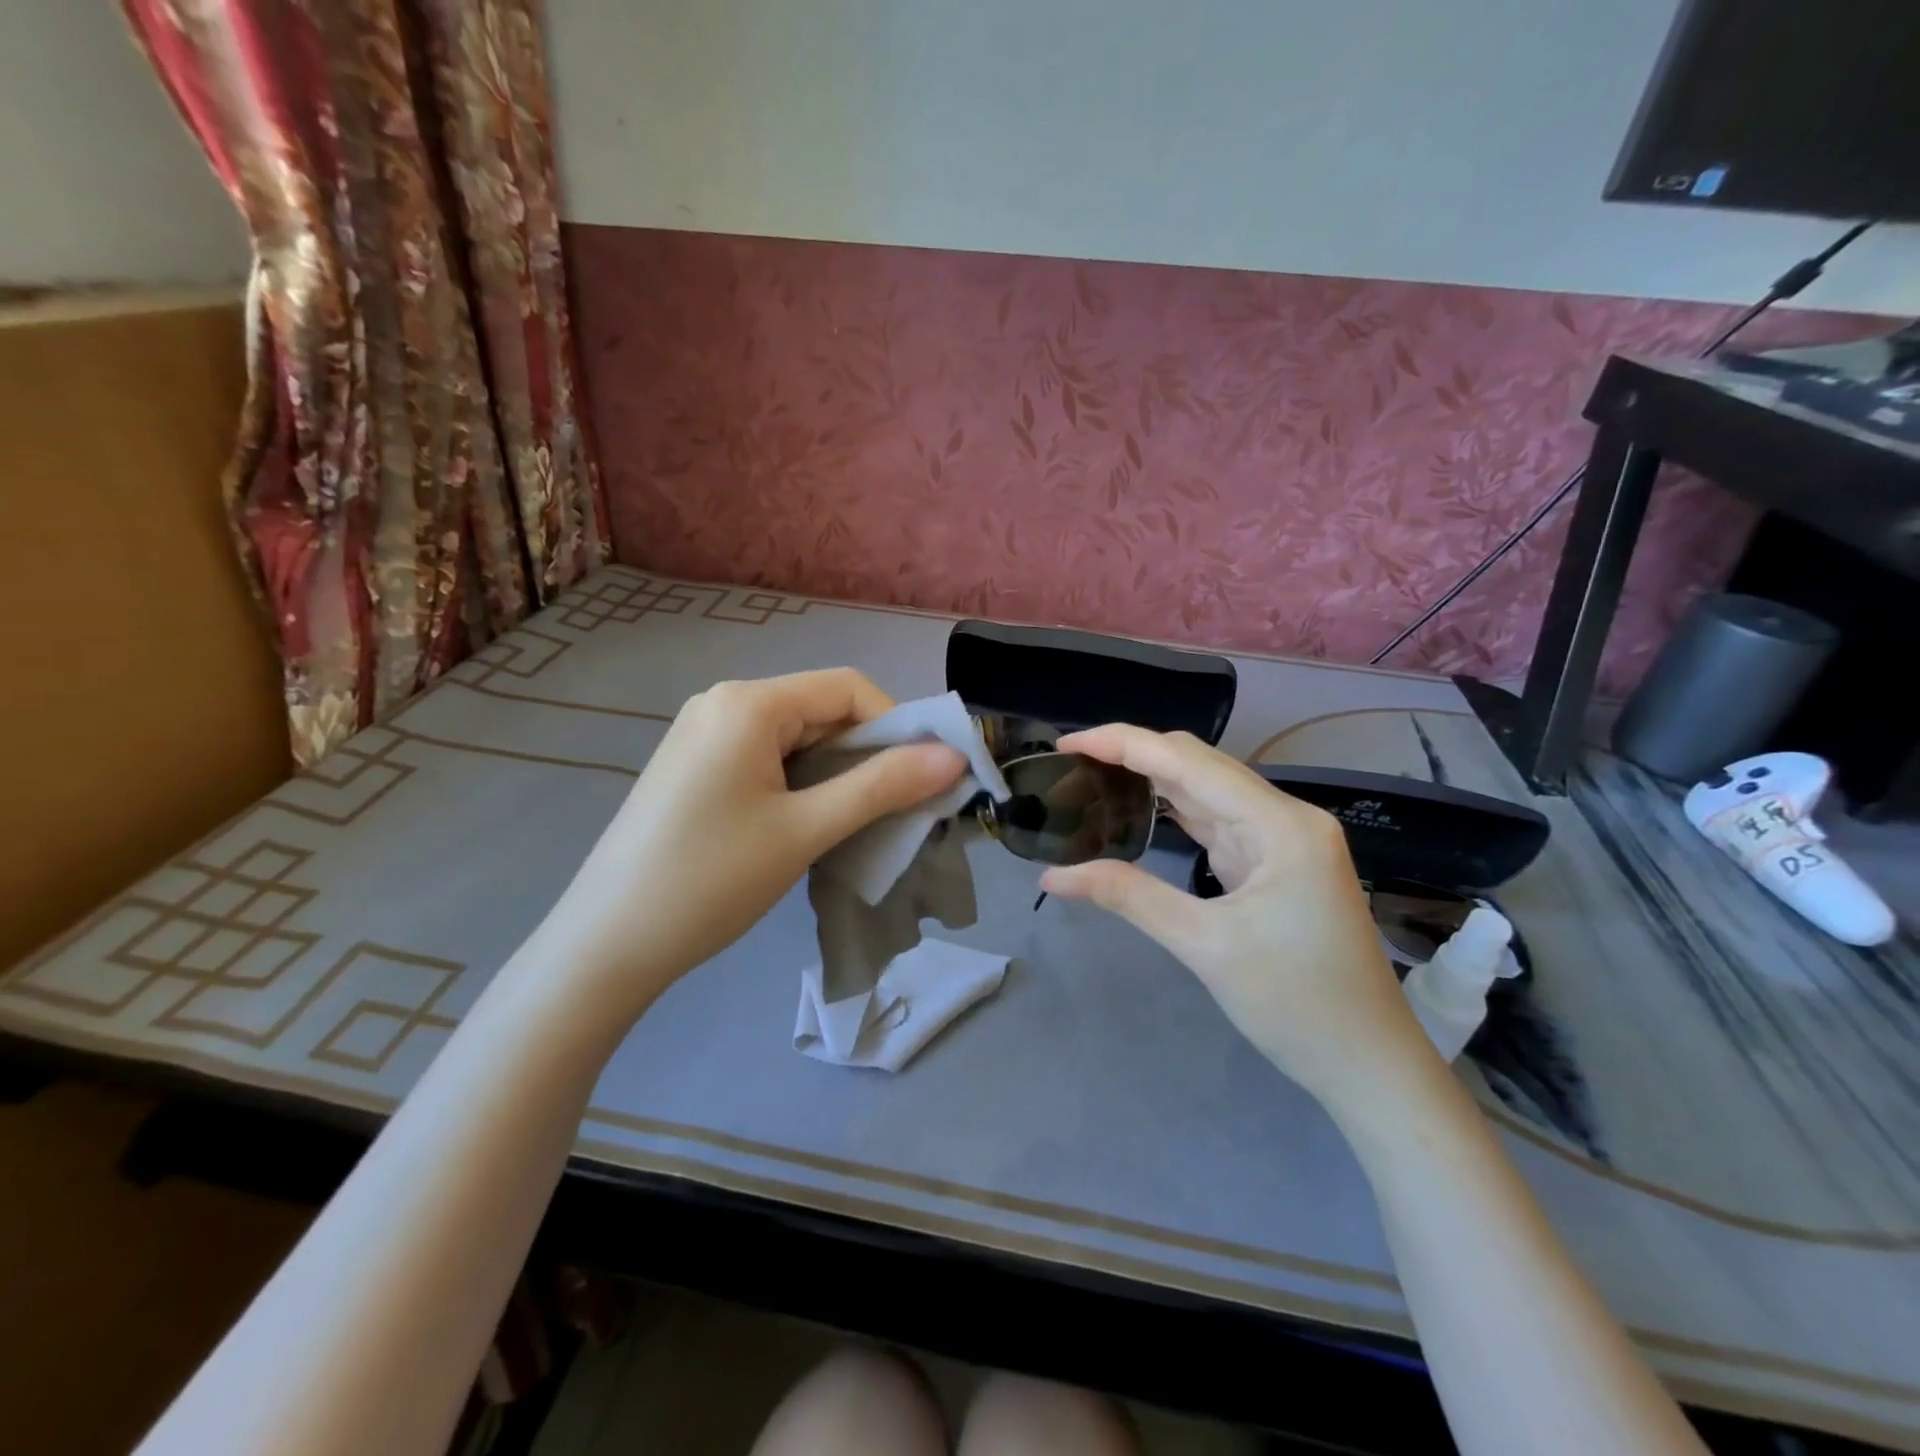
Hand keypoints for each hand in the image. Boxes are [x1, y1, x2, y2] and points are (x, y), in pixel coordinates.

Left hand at [531, 670, 965, 1020]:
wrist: (605, 947)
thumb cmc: (710, 880)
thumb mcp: (805, 830)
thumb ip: (882, 786)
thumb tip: (955, 758)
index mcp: (748, 703)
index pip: (847, 688)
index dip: (897, 726)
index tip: (924, 778)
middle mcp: (723, 703)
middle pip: (822, 710)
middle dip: (868, 754)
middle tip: (899, 808)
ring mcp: (704, 735)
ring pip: (798, 738)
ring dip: (838, 773)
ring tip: (858, 823)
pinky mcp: (696, 768)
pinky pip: (768, 758)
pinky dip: (804, 783)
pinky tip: (811, 823)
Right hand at [1037, 726, 1433, 1111]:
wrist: (1368, 1063)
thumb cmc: (1296, 1004)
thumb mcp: (1204, 946)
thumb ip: (1129, 896)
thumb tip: (1054, 875)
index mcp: (1280, 824)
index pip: (1188, 761)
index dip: (1123, 743)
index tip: (1067, 743)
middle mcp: (1285, 817)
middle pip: (1198, 765)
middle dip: (1134, 754)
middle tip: (1072, 762)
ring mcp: (1282, 839)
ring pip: (1206, 791)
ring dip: (1152, 780)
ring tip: (1094, 777)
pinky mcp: (1274, 863)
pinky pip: (1216, 822)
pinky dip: (1174, 813)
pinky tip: (1139, 809)